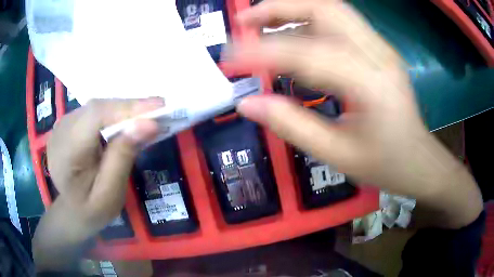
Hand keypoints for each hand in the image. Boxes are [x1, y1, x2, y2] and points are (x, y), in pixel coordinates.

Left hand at [34, 98, 161, 270]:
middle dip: (130, 108)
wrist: (69, 212)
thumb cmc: (90, 211)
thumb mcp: (109, 194)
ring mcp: (63, 124)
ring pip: (97, 107)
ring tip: (146, 118)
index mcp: (67, 151)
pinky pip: (93, 113)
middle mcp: (61, 130)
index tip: (160, 107)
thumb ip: (123, 158)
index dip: (128, 107)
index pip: (96, 116)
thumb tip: (148, 124)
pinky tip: (125, 124)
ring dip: (123, 111)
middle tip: (160, 112)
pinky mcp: (68, 124)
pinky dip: (113, 115)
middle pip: (98, 108)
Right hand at [230, 0, 481, 226]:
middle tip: (244, 21)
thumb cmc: (385, 164)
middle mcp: (378, 53)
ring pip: (332, 8)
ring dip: (292, 8)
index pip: (307, 53)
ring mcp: (380, 47)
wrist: (419, 160)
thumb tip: (248, 104)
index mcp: (371, 83)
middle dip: (279, 8)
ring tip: (260, 21)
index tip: (229, 58)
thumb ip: (292, 126)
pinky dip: (308, 19)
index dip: (262, 52)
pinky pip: (340, 21)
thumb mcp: (337, 155)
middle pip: (324, 8)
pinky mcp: (378, 49)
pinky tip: (291, 32)